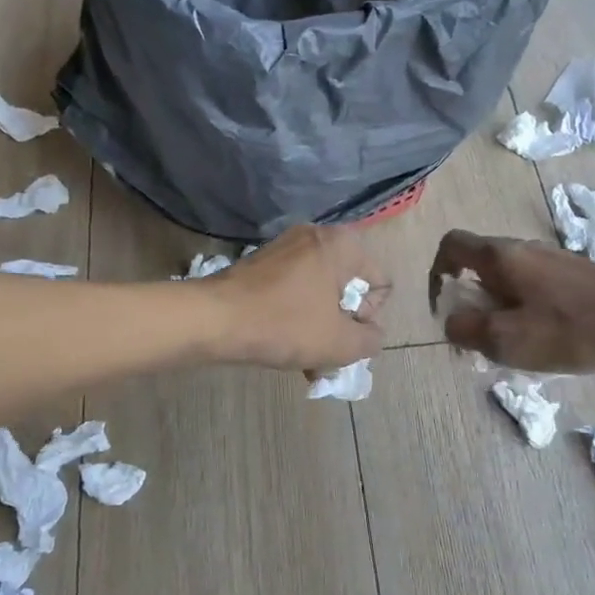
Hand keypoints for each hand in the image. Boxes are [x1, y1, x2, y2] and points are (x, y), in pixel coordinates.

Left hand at [209, 225, 388, 370]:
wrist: (213, 318)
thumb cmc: (284, 325)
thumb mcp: (340, 343)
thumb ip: (370, 340)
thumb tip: (371, 334)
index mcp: (342, 245)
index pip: (380, 284)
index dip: (368, 317)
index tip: (343, 333)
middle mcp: (317, 235)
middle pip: (349, 287)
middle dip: (342, 324)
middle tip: (327, 353)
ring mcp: (286, 246)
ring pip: (320, 292)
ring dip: (320, 326)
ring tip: (306, 360)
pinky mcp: (263, 262)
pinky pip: (295, 290)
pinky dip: (297, 315)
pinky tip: (285, 346)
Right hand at [428, 229, 594, 371]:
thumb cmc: (570, 329)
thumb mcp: (505, 339)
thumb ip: (465, 329)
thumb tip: (452, 321)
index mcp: (500, 256)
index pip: (451, 245)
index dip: (437, 273)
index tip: (446, 308)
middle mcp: (523, 248)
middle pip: (478, 266)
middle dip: (471, 302)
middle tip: (480, 339)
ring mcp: (551, 260)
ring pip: (507, 281)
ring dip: (498, 311)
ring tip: (514, 347)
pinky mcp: (573, 276)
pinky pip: (532, 289)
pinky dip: (524, 312)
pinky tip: (544, 341)